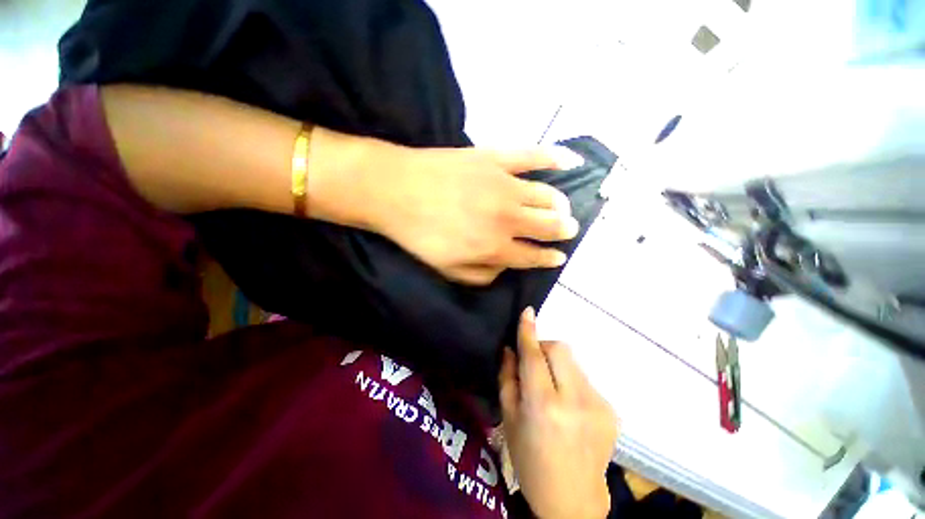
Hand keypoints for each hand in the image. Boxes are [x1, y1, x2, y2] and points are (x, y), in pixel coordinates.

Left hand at [366, 144, 579, 284]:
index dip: (549, 258)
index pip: (533, 256)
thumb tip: (505, 269)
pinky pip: (533, 155)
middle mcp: (507, 218)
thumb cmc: (419, 235)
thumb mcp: (447, 269)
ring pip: (547, 196)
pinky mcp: (495, 158)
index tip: (559, 257)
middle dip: (563, 231)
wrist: (395, 190)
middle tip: (568, 230)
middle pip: (547, 226)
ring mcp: (504, 185)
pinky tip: (572, 160)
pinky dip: (555, 157)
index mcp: (495, 247)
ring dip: (560, 205)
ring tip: (563, 208)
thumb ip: (482, 274)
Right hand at [499, 308, 618, 518]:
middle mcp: (575, 401)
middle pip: (560, 349)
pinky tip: (568, 406)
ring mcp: (598, 405)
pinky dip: (571, 381)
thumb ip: (508, 378)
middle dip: (544, 348)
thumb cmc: (530, 461)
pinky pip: (584, 379)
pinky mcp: (611, 410)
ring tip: (552, 390)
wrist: (573, 500)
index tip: (527, 311)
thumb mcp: (509, 419)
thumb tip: (510, 349)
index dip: (529, 331)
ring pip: (573, 362)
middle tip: (535, 366)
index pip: (534, 356)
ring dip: (557, 366)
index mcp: (544, 406)